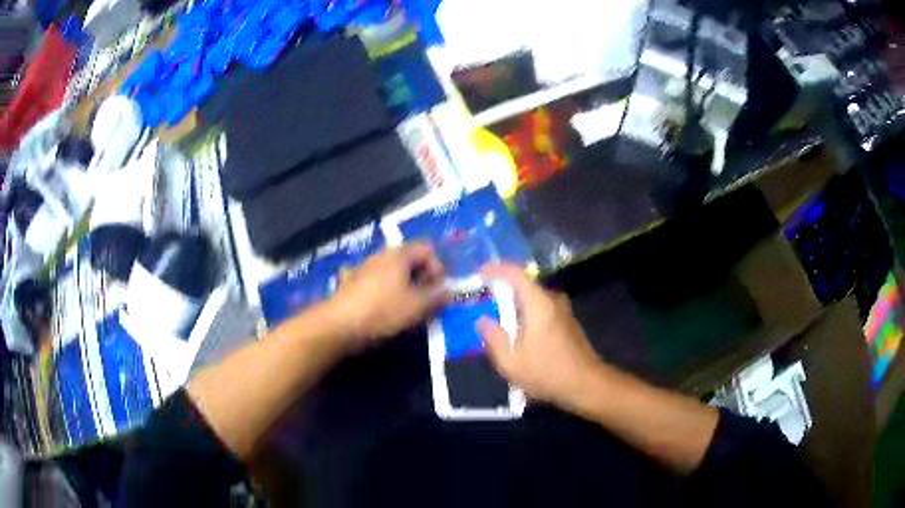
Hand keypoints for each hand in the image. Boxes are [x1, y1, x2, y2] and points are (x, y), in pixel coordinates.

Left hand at [329, 243, 446, 350]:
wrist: (338, 326)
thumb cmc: (382, 312)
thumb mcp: (417, 307)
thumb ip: (437, 297)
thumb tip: (449, 291)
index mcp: (398, 255)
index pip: (426, 249)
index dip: (438, 268)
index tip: (439, 291)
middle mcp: (380, 256)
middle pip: (410, 261)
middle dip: (423, 281)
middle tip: (427, 303)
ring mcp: (363, 270)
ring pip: (393, 274)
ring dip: (405, 289)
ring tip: (408, 312)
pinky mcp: (352, 286)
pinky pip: (378, 285)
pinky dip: (387, 295)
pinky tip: (386, 312)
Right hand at [477, 264, 603, 407]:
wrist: (586, 385)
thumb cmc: (547, 373)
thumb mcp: (511, 362)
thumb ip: (493, 338)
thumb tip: (482, 321)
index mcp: (538, 303)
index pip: (515, 273)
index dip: (495, 269)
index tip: (478, 273)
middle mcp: (553, 300)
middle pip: (523, 285)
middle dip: (501, 290)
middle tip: (481, 302)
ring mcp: (563, 310)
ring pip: (532, 298)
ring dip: (514, 305)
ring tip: (495, 320)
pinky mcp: (567, 322)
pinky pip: (541, 309)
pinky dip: (525, 314)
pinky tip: (516, 334)